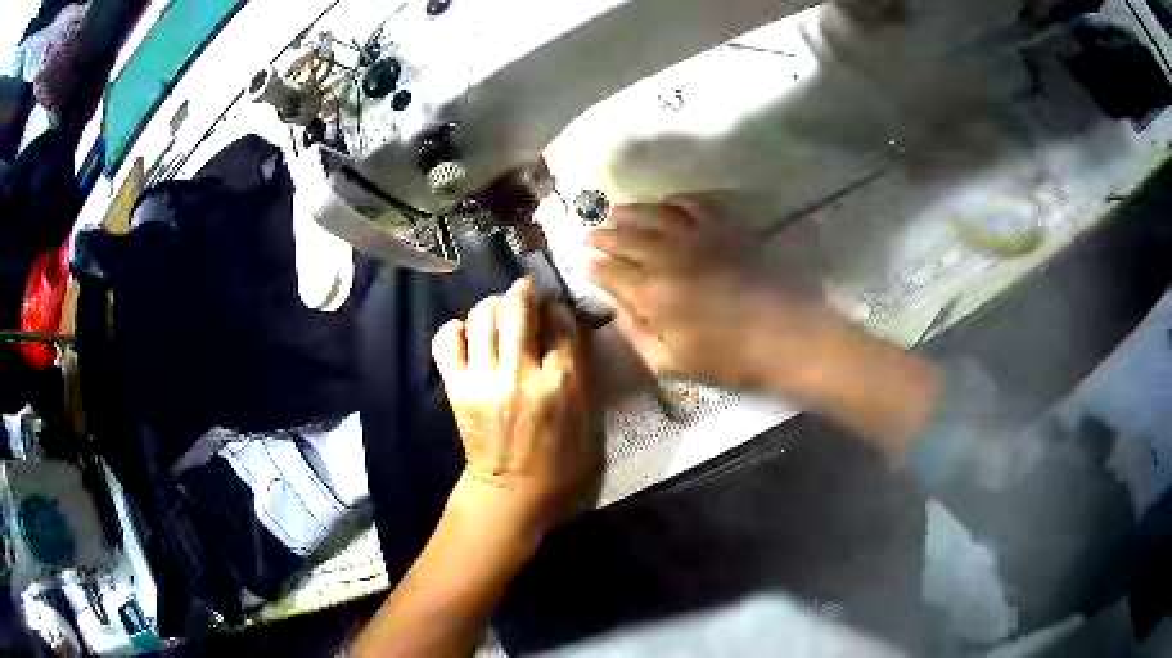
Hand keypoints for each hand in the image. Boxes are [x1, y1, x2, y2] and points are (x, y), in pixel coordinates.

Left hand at [432, 277, 598, 534]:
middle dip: (523, 293)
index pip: (560, 321)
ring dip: (492, 305)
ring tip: (498, 312)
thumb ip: (577, 365)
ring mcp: (483, 379)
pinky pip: (447, 340)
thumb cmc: (559, 456)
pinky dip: (456, 328)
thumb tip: (562, 324)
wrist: (512, 490)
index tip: (553, 309)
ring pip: (483, 315)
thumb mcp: (585, 412)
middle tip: (524, 296)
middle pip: (518, 308)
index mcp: (561, 382)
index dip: (556, 308)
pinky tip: (468, 334)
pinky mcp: (456, 388)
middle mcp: (520, 374)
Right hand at [586, 200, 847, 394]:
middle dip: (604, 235)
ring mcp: (698, 238)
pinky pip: (693, 205)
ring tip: (616, 210)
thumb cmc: (731, 360)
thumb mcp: (673, 364)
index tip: (583, 262)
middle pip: (626, 238)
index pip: (611, 273)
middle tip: (591, 232)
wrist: (787, 337)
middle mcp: (668, 258)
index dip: (594, 267)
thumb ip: (638, 336)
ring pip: (654, 215)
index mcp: (652, 295)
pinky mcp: (725, 229)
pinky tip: (665, 201)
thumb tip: (617, 311)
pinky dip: (674, 200)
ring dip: (631, 211)